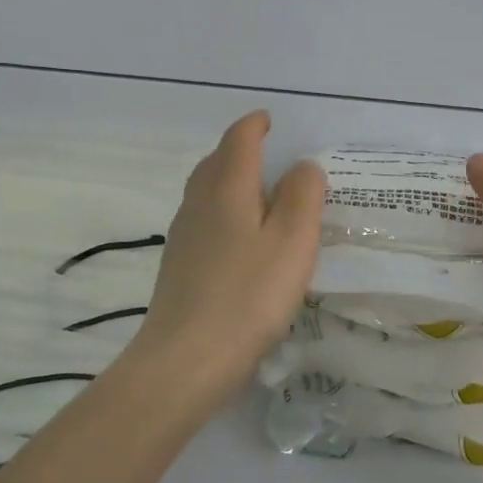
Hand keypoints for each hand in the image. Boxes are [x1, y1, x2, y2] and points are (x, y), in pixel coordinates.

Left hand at [129, 110, 324, 399]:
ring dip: (230, 180)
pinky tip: (241, 238)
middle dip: (241, 150)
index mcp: (227, 188)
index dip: (256, 125)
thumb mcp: (293, 241)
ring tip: (260, 194)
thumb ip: (303, 195)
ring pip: (206, 191)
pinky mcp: (180, 265)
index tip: (271, 121)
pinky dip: (224, 211)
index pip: (239, 139)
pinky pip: (204, 219)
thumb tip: (302, 166)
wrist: (186, 360)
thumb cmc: (248, 295)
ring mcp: (184, 235)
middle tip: (270, 155)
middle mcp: (199, 202)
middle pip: (217, 161)